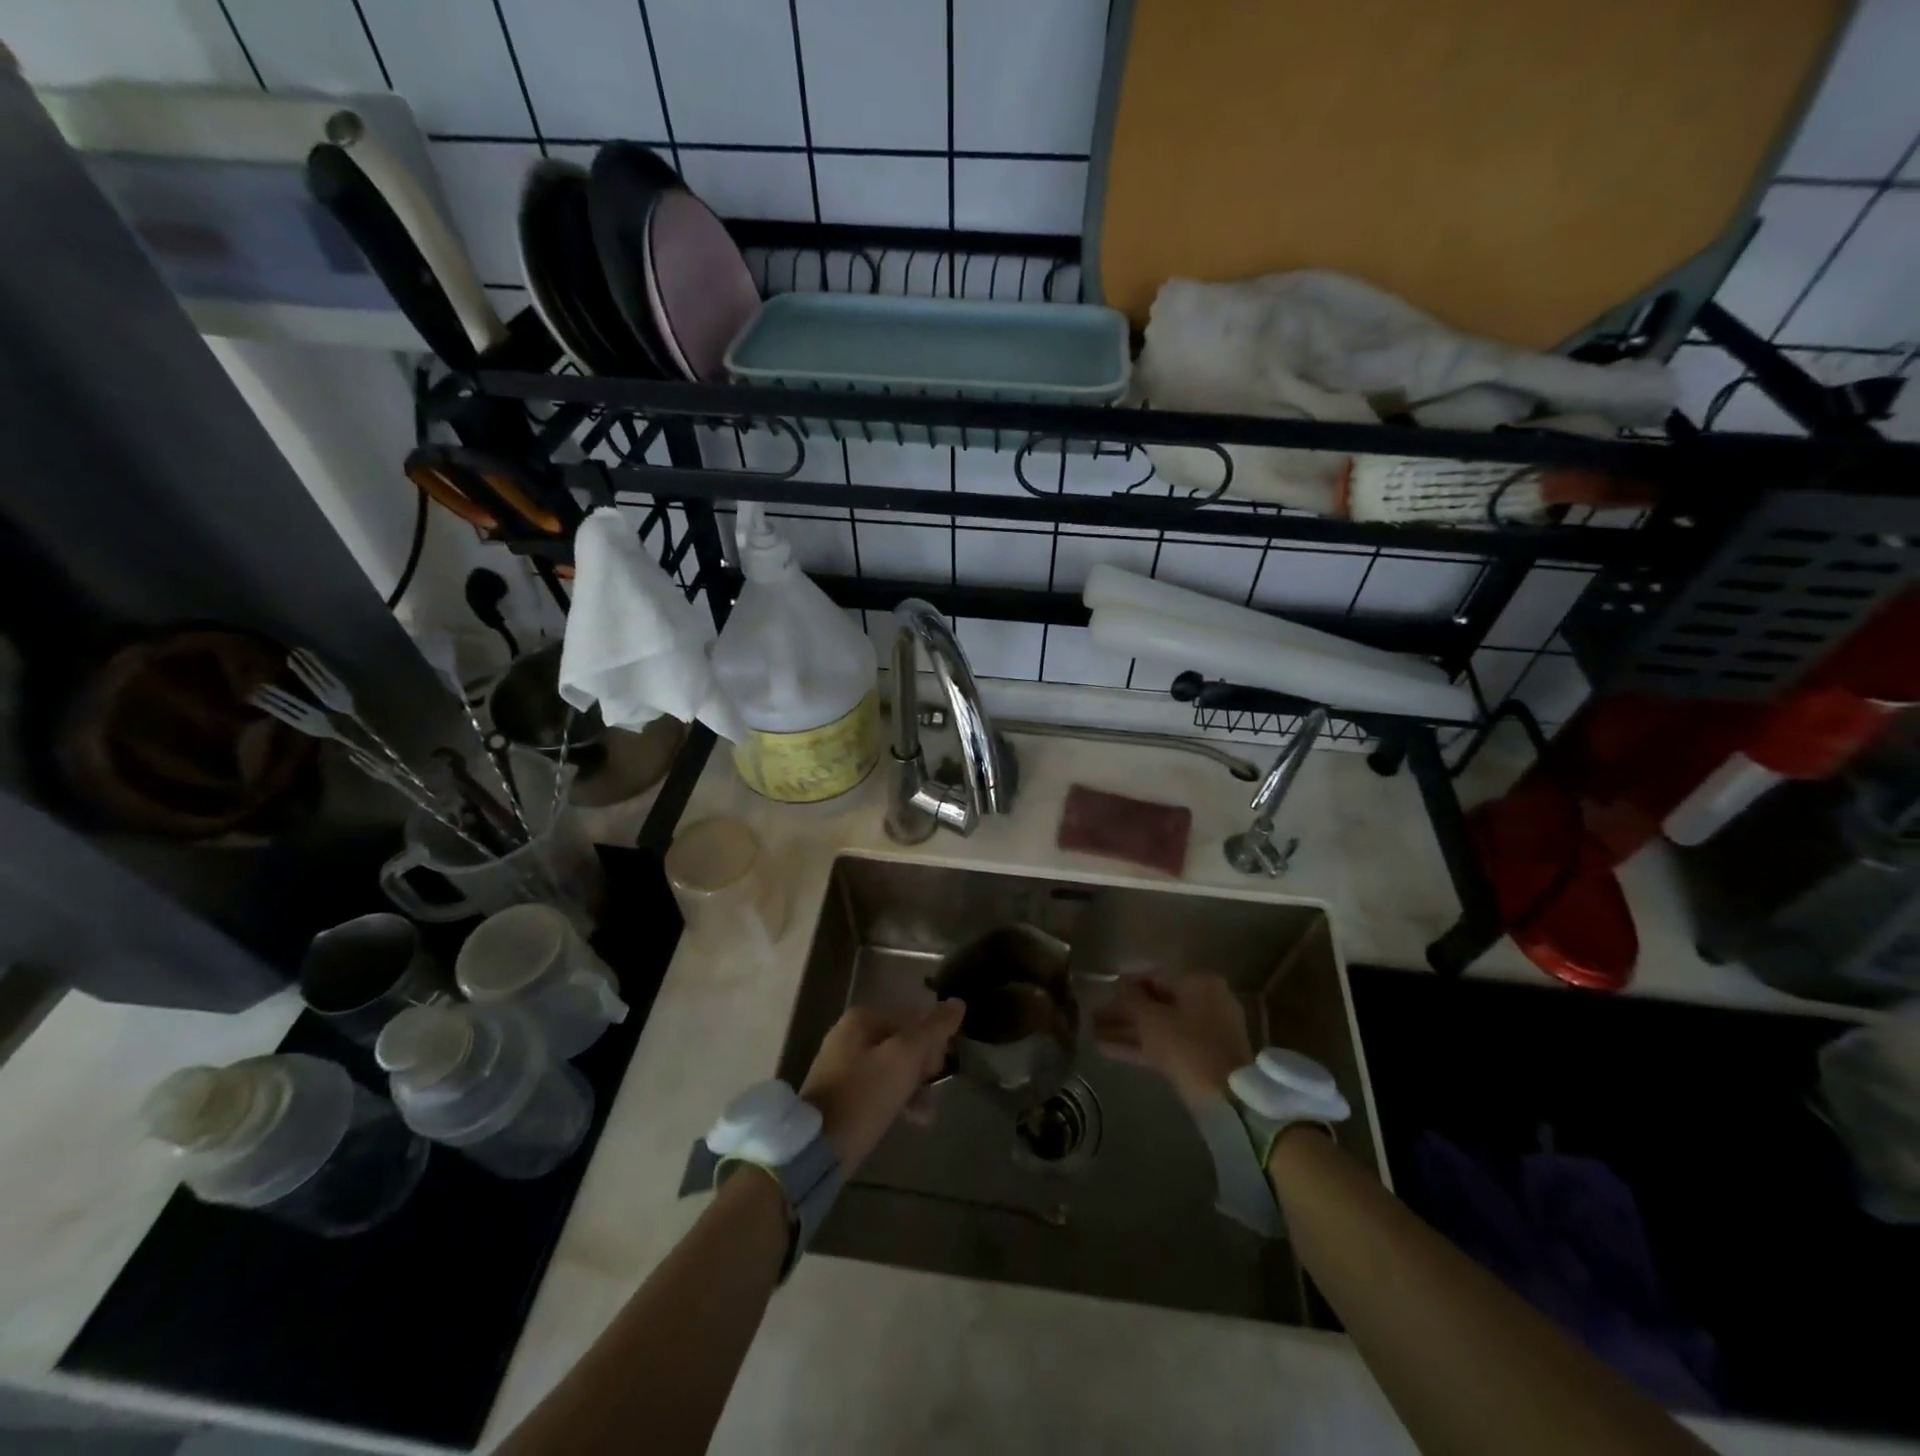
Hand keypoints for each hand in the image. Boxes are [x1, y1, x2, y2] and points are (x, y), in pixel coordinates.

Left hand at [799, 1000, 964, 1170]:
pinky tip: (909, 1119)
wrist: (816, 1148)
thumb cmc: (864, 1095)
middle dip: (922, 1068)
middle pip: (902, 1043)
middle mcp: (849, 1034)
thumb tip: (958, 1003)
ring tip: (925, 1115)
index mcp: (862, 1018)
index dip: (933, 1043)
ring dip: (912, 1087)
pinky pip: (876, 1087)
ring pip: (891, 1067)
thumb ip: (932, 1029)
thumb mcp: (904, 1058)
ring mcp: (841, 1065)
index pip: (912, 1019)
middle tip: (931, 1094)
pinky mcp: (839, 1094)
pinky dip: (894, 1099)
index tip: (940, 1071)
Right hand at [1093, 974, 1250, 1106]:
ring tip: (1092, 1033)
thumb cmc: (1187, 1046)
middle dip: (1123, 1013)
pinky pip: (1165, 1045)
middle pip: (1156, 1005)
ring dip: (1126, 1031)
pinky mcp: (1199, 1060)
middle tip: (1093, 1017)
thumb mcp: (1152, 1019)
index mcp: (1199, 984)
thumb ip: (1132, 999)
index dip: (1125, 986)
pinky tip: (1106, 1049)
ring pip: (1158, 1028)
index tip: (1103, 993)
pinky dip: (1140, 1046)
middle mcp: (1205, 1003)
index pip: (1155, 978)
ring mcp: (1204, 1033)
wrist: (1226, 1098)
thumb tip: (1120, 983)